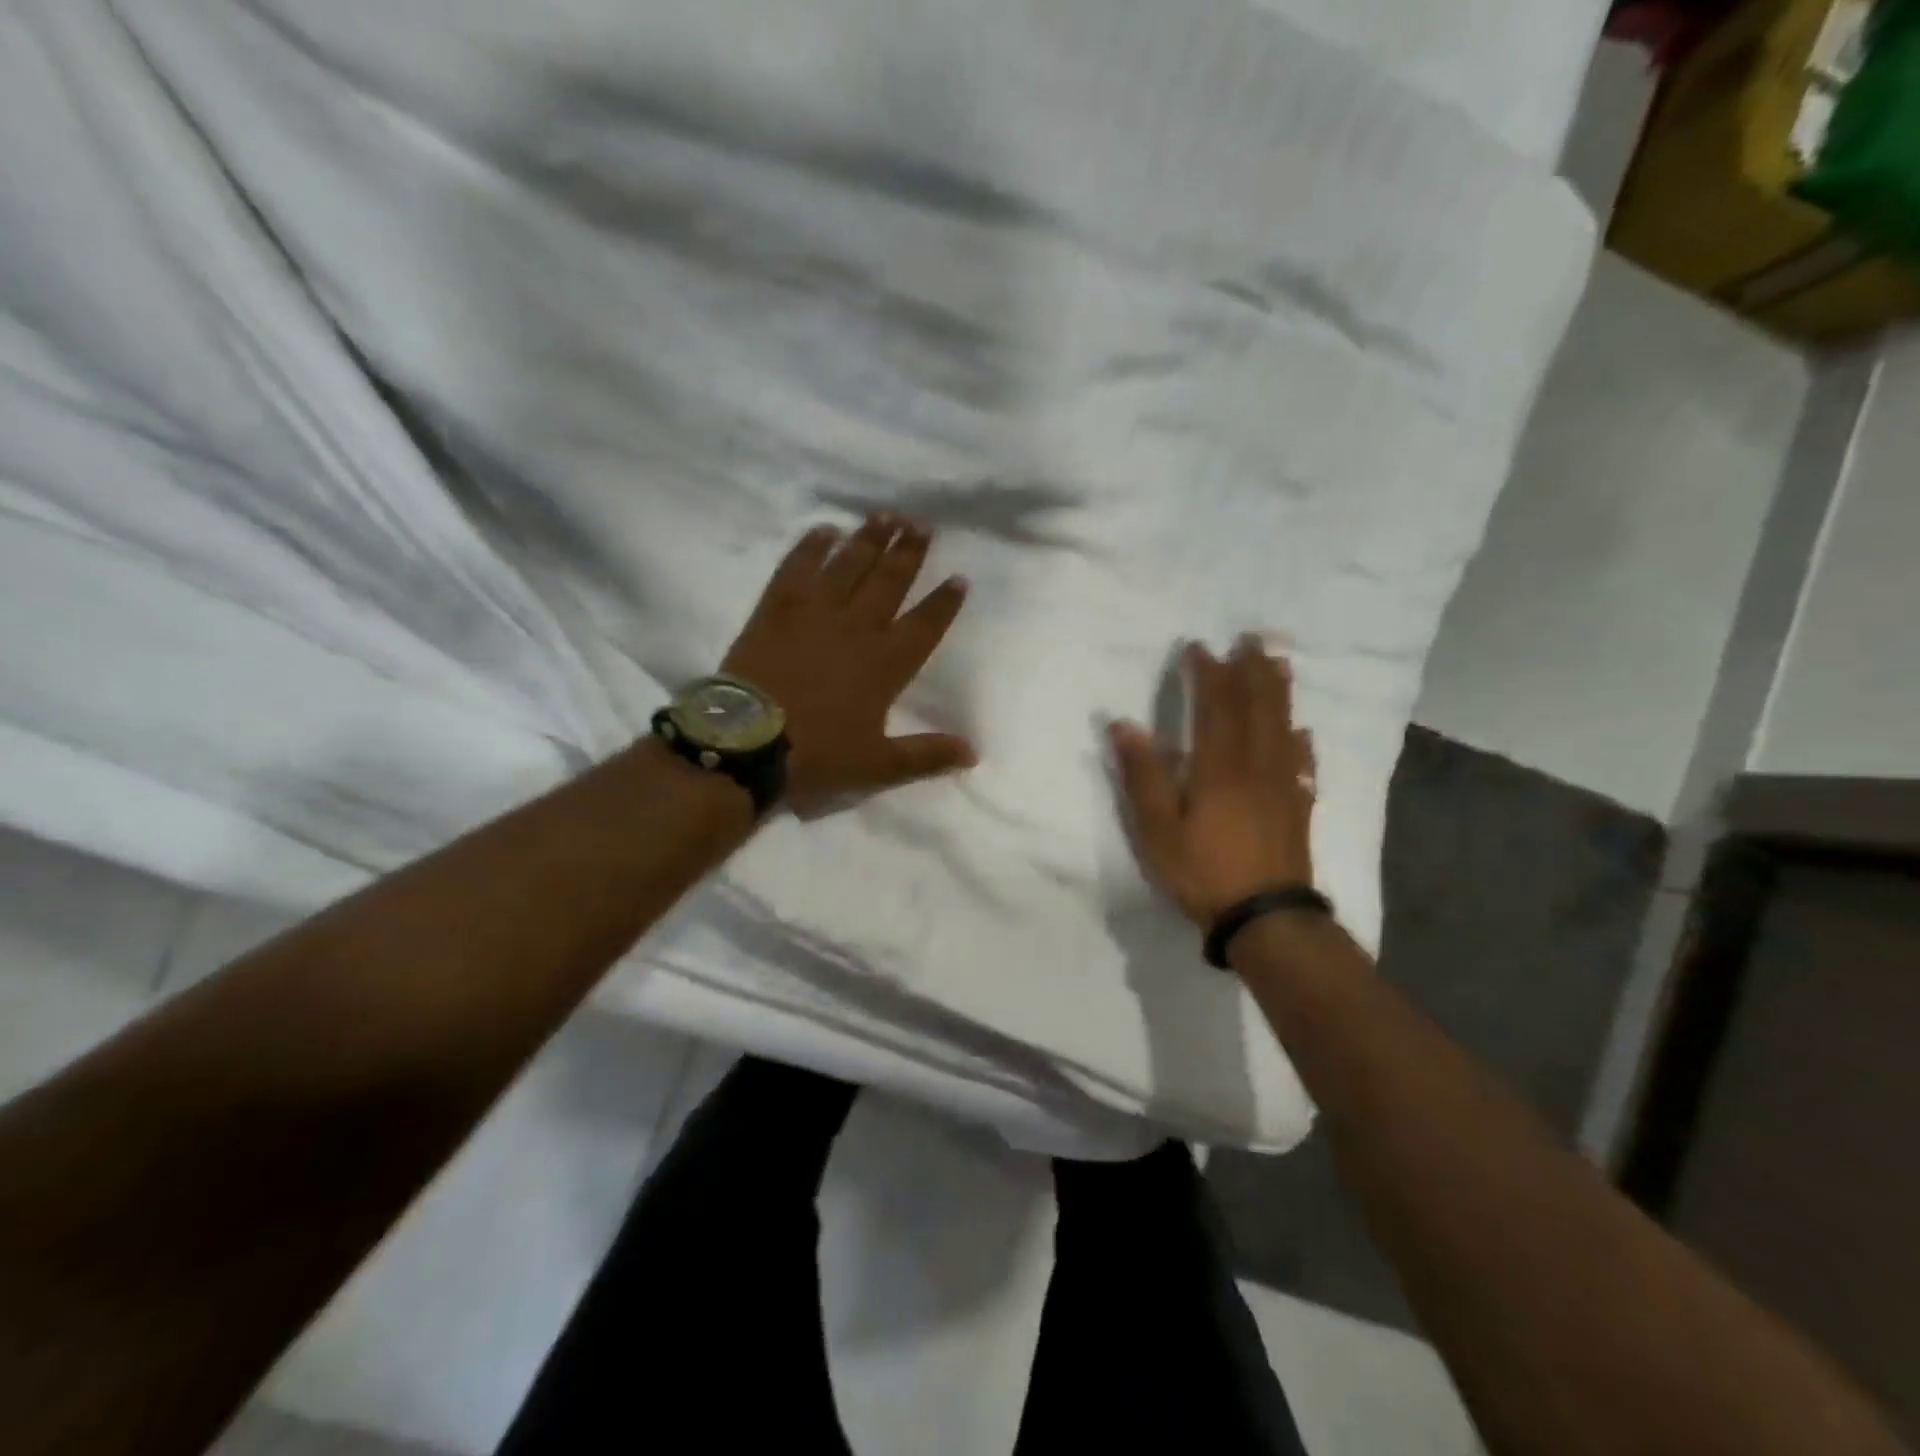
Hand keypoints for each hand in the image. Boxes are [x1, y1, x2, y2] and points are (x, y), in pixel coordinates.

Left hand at [723, 515, 976, 810]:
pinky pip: (796, 569)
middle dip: (909, 554)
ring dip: (869, 540)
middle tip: (923, 525)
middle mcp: (856, 629)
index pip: (924, 625)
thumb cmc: (817, 755)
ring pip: (848, 567)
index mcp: (885, 664)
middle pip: (889, 583)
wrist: (747, 744)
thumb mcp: (877, 765)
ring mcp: (814, 614)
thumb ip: (926, 755)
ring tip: (886, 515)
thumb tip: (974, 753)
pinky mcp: (775, 610)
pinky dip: (811, 547)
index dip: (943, 603)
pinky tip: (825, 530)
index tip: (959, 577)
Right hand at [1109, 638, 1316, 928]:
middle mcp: (1256, 766)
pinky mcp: (1297, 808)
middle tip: (1251, 639)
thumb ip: (1143, 774)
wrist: (1266, 918)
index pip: (1214, 707)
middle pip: (1256, 708)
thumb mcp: (1157, 828)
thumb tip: (1124, 724)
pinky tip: (1302, 733)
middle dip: (1251, 671)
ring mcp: (1282, 786)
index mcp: (1218, 767)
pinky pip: (1302, 765)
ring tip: (1279, 664)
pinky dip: (1301, 742)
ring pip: (1283, 727)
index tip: (1201, 647)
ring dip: (1279, 693)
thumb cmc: (1203, 872)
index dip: (1208, 674)